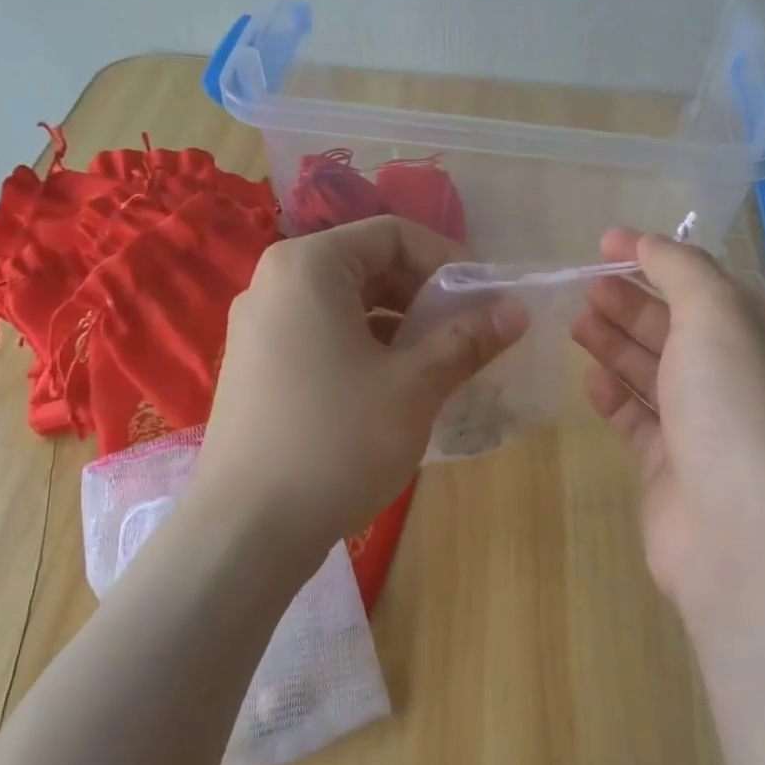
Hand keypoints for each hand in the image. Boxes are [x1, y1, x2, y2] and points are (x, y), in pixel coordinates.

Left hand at [194, 216, 527, 561]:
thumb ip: (468, 339)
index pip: (393, 235)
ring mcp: (259, 328)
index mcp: (308, 267)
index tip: (484, 300)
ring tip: (440, 364)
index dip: (448, 260)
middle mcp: (274, 284)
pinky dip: (367, 349)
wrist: (248, 530)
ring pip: (347, 305)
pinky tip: (397, 389)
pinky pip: (324, 336)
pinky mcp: (257, 368)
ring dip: (401, 326)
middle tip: (467, 334)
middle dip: (426, 296)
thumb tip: (517, 309)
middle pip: (368, 266)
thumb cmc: (338, 441)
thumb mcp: (415, 386)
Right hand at [571, 227, 764, 619]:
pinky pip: (642, 421)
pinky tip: (592, 382)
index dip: (658, 260)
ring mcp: (710, 429)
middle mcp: (744, 382)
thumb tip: (650, 242)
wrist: (742, 536)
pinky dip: (618, 397)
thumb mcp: (718, 317)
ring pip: (658, 373)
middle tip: (585, 288)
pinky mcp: (676, 468)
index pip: (709, 286)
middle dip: (633, 304)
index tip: (606, 244)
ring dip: (619, 345)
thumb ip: (682, 271)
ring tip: (577, 323)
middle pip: (680, 329)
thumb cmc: (736, 409)